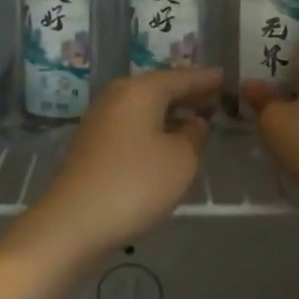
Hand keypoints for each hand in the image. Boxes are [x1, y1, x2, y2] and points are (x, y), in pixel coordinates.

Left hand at [15, 67, 220, 263]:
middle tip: (214, 96)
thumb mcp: (181, 160)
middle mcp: (117, 96)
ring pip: (144, 107)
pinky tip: (165, 142)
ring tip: (195, 119)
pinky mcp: (92, 145)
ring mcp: (100, 120)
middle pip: (159, 89)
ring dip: (169, 112)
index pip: (181, 77)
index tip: (225, 76)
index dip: (205, 79)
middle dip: (187, 93)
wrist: (73, 222)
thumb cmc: (135, 183)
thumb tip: (193, 122)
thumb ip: (194, 135)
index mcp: (140, 90)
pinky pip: (132, 125)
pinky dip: (153, 127)